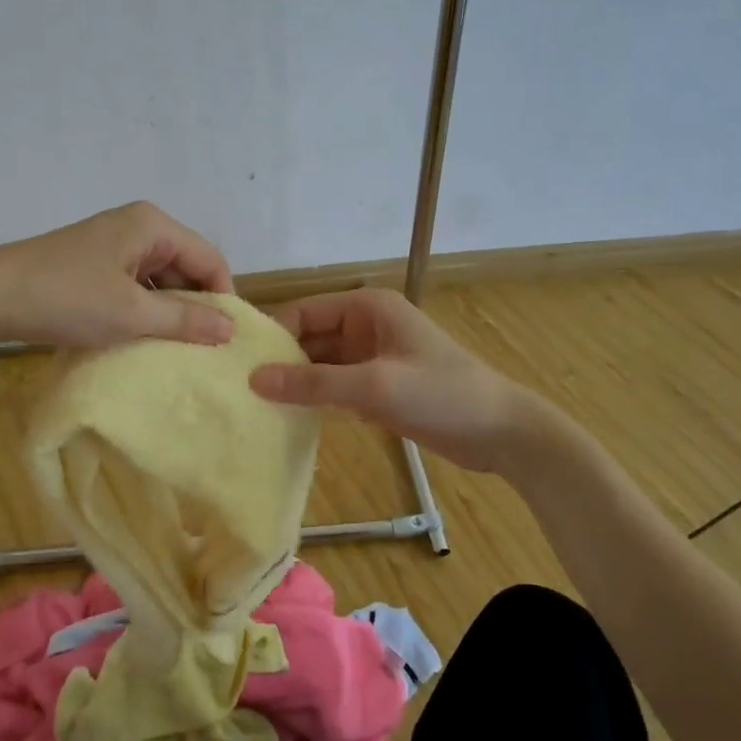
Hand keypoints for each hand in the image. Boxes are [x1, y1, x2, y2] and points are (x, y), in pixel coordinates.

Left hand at [0, 201, 235, 349]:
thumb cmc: (64, 298)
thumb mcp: (130, 313)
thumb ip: (184, 320)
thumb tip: (230, 328)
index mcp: (153, 225)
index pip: (209, 258)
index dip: (223, 298)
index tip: (227, 341)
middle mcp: (138, 226)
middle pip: (185, 267)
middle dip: (194, 306)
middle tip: (203, 351)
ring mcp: (113, 245)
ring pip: (159, 280)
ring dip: (168, 313)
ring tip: (175, 351)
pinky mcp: (94, 264)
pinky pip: (135, 286)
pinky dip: (143, 311)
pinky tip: (142, 339)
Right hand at [249, 288, 532, 471]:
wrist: (501, 432)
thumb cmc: (442, 395)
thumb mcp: (375, 386)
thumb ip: (314, 383)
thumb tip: (254, 379)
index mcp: (367, 308)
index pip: (303, 313)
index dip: (273, 336)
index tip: (239, 366)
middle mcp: (366, 326)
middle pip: (309, 339)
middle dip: (281, 362)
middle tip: (239, 391)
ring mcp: (372, 358)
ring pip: (320, 366)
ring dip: (296, 383)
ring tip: (254, 407)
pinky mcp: (378, 387)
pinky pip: (335, 387)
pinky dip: (315, 400)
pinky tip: (288, 419)